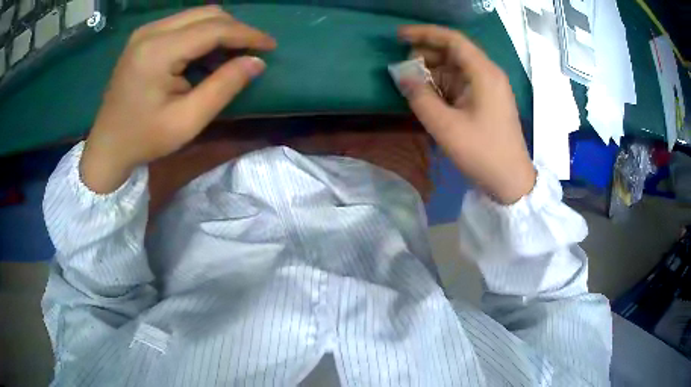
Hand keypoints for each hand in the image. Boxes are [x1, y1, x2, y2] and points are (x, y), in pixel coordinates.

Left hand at [80, 6, 275, 192]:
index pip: (214, 28)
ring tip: (234, 52)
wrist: (107, 146)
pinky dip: (203, 32)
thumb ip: (224, 87)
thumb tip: (256, 61)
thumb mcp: (187, 121)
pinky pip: (183, 23)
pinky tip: (208, 52)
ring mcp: (145, 31)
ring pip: (197, 15)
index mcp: (158, 52)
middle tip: (252, 50)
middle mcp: (151, 31)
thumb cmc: (144, 139)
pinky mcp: (144, 37)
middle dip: (236, 28)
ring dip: (221, 29)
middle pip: (207, 14)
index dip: (247, 34)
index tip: (270, 45)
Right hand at [397, 25, 535, 204]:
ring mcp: (488, 88)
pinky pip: (460, 83)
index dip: (425, 33)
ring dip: (432, 70)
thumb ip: (420, 97)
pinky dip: (442, 84)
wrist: (510, 181)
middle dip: (426, 54)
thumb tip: (402, 76)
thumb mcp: (446, 127)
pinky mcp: (486, 101)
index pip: (453, 40)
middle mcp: (488, 74)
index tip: (399, 36)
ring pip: (456, 68)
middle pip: (454, 52)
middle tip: (402, 65)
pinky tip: (427, 93)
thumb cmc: (482, 153)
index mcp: (484, 73)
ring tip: (410, 80)